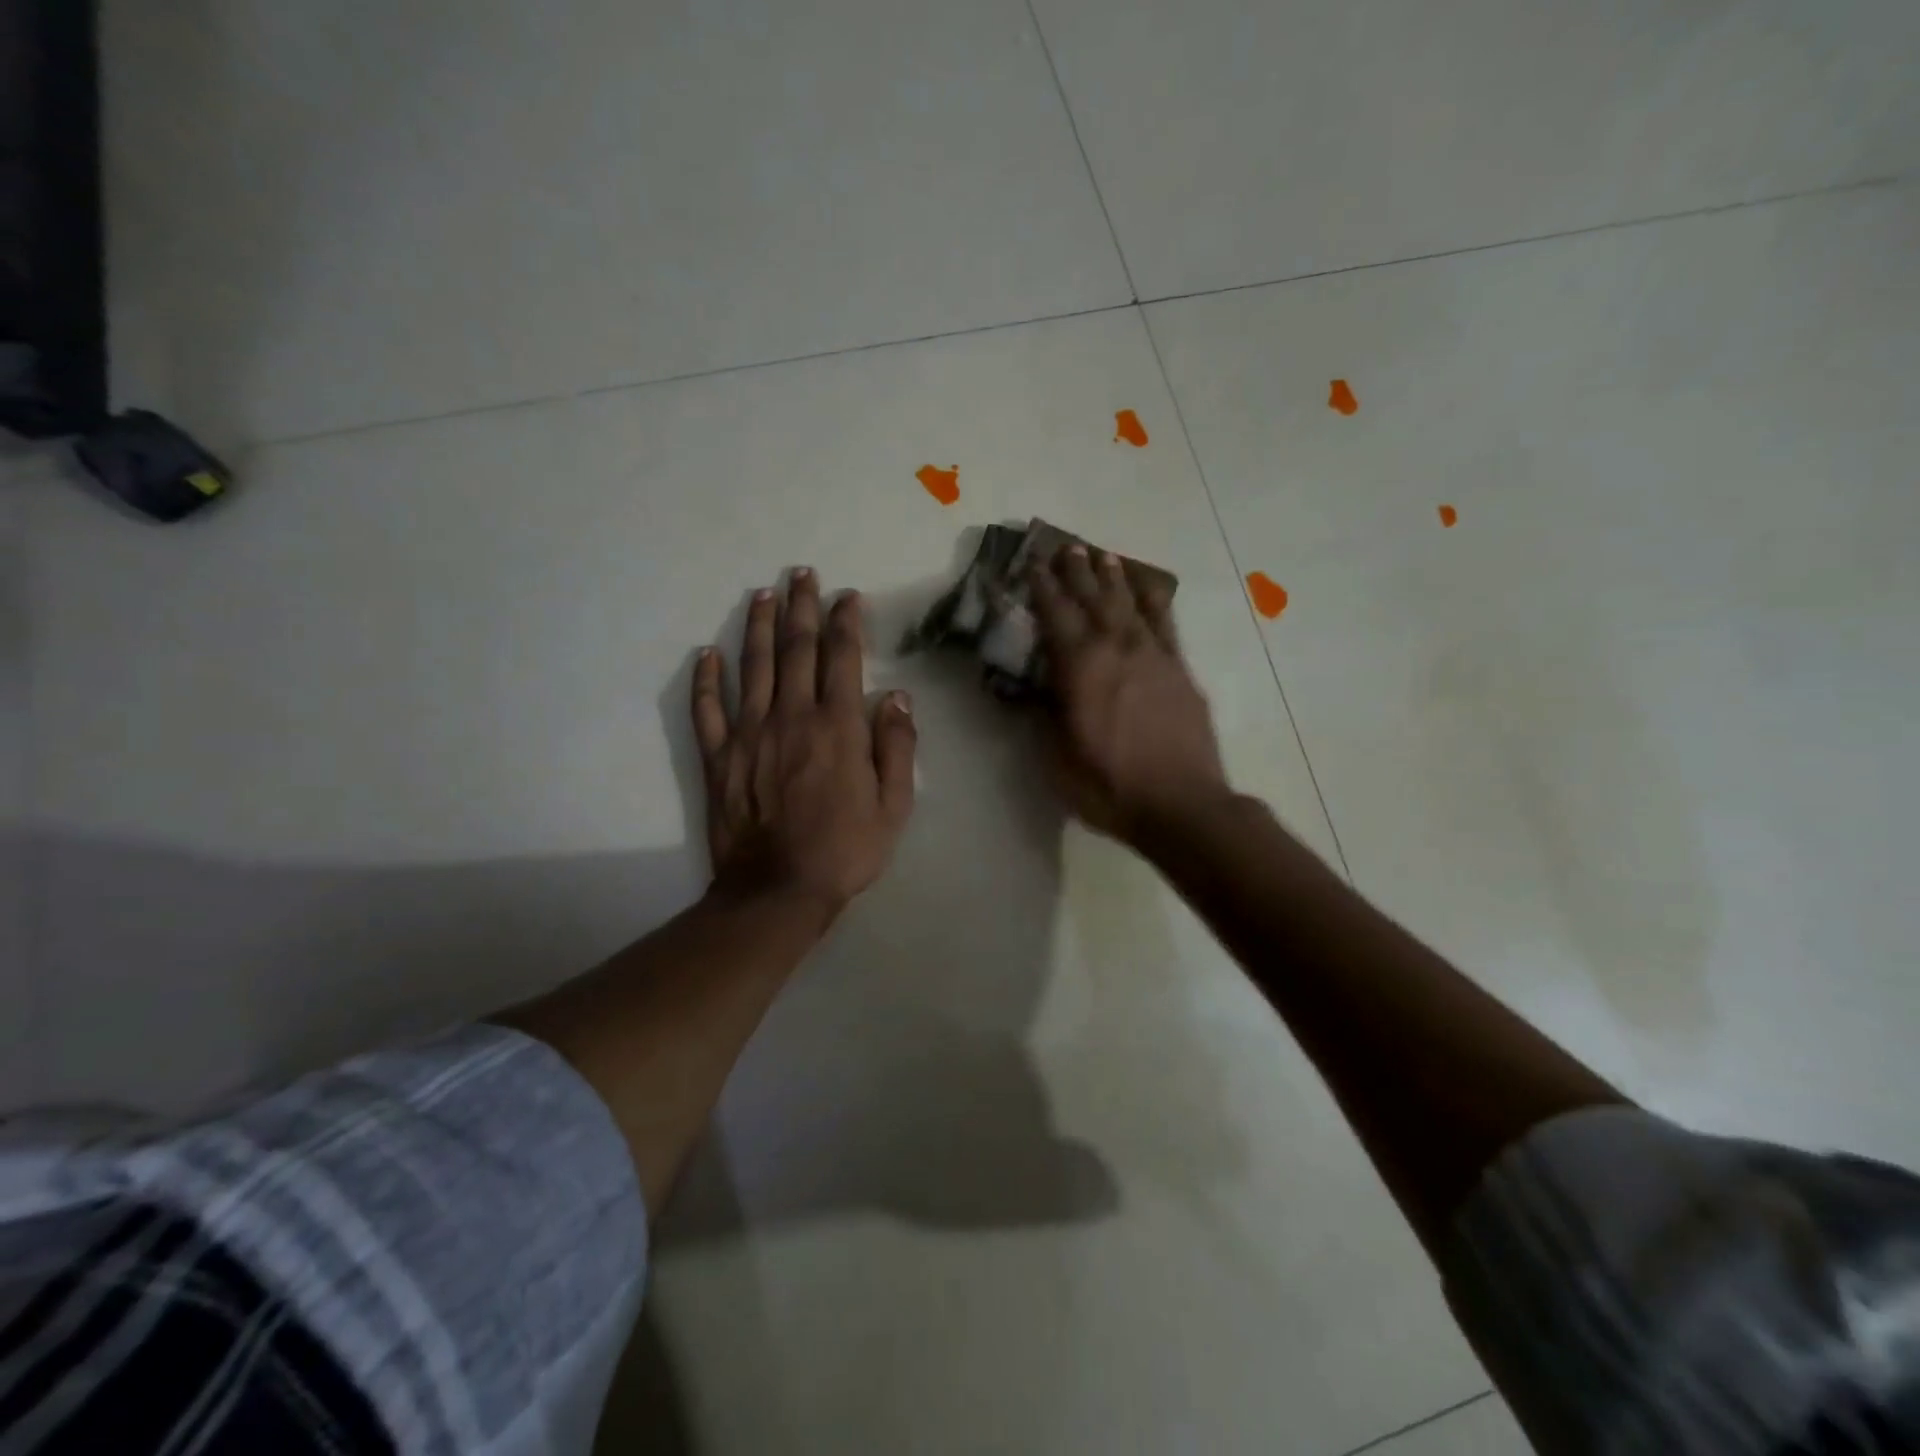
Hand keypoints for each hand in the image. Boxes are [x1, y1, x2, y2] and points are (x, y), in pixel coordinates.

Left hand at [692, 569, 916, 915]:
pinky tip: (707, 653)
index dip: (846, 621)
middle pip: (795, 648)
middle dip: (801, 606)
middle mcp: (793, 715)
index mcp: (838, 725)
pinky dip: (706, 678)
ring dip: (757, 626)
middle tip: (802, 574)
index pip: (842, 657)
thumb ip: (898, 748)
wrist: (778, 890)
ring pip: (753, 665)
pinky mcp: (719, 756)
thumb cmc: (845, 850)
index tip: (847, 596)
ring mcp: (750, 733)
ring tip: (762, 594)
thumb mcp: (894, 806)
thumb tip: (898, 697)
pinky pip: (708, 708)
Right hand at [1029, 544, 1229, 841]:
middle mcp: (1116, 649)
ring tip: (1103, 556)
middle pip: (1093, 599)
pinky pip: (1165, 623)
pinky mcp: (1180, 670)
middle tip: (1066, 547)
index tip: (1030, 563)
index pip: (1054, 615)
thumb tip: (1029, 690)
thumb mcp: (1056, 759)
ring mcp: (1153, 656)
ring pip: (1129, 604)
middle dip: (1077, 571)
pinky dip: (1154, 601)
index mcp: (1080, 668)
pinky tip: (1149, 589)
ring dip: (1114, 578)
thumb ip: (1043, 716)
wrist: (1181, 805)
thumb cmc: (1109, 786)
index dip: (1040, 587)